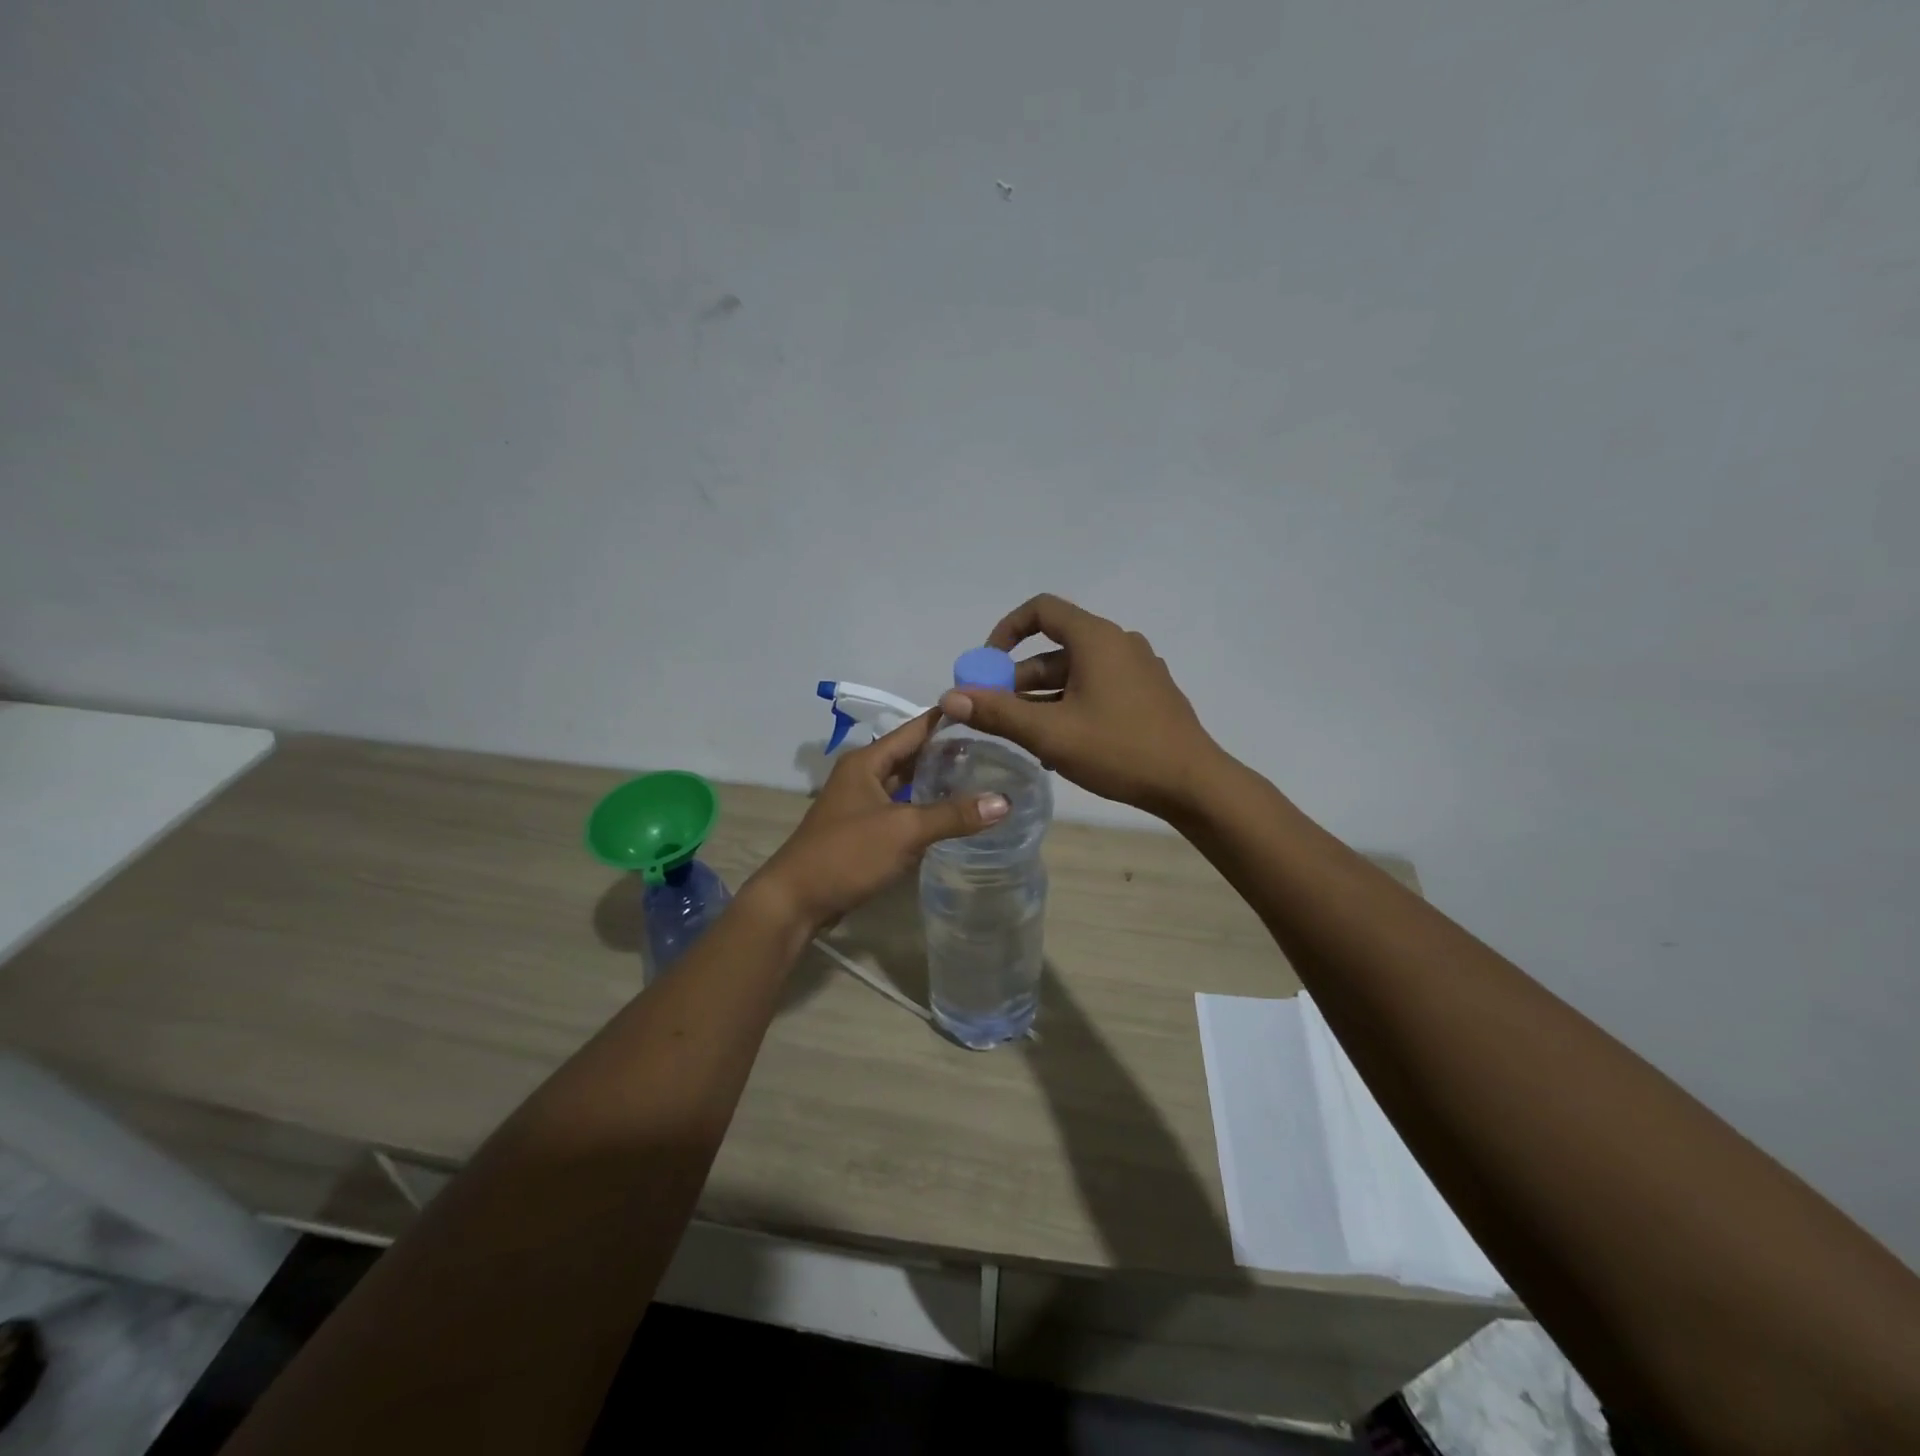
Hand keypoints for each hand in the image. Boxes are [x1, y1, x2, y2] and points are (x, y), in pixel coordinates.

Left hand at [746, 710, 1009, 932]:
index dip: (948, 720)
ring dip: (937, 781)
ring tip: (981, 777)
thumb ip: (953, 815)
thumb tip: (1005, 801)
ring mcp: (861, 804)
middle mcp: (863, 775)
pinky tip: (952, 814)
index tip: (987, 712)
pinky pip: (902, 809)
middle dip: (948, 751)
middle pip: (911, 755)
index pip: (915, 729)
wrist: (796, 900)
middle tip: (995, 748)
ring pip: (907, 783)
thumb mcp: (904, 830)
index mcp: (867, 761)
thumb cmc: (847, 854)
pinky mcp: (864, 831)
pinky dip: (925, 808)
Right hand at [938, 593, 1224, 816]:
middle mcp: (1118, 644)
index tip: (986, 665)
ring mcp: (1137, 670)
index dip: (1006, 631)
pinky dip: (1070, 706)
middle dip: (1019, 678)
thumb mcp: (1050, 733)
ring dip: (1042, 698)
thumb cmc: (1118, 749)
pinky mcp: (1147, 695)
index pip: (1041, 610)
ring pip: (1076, 674)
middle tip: (995, 711)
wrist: (1192, 784)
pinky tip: (1058, 746)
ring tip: (1022, 736)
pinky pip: (1097, 689)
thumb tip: (950, 696)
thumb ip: (997, 713)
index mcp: (1096, 638)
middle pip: (1055, 649)